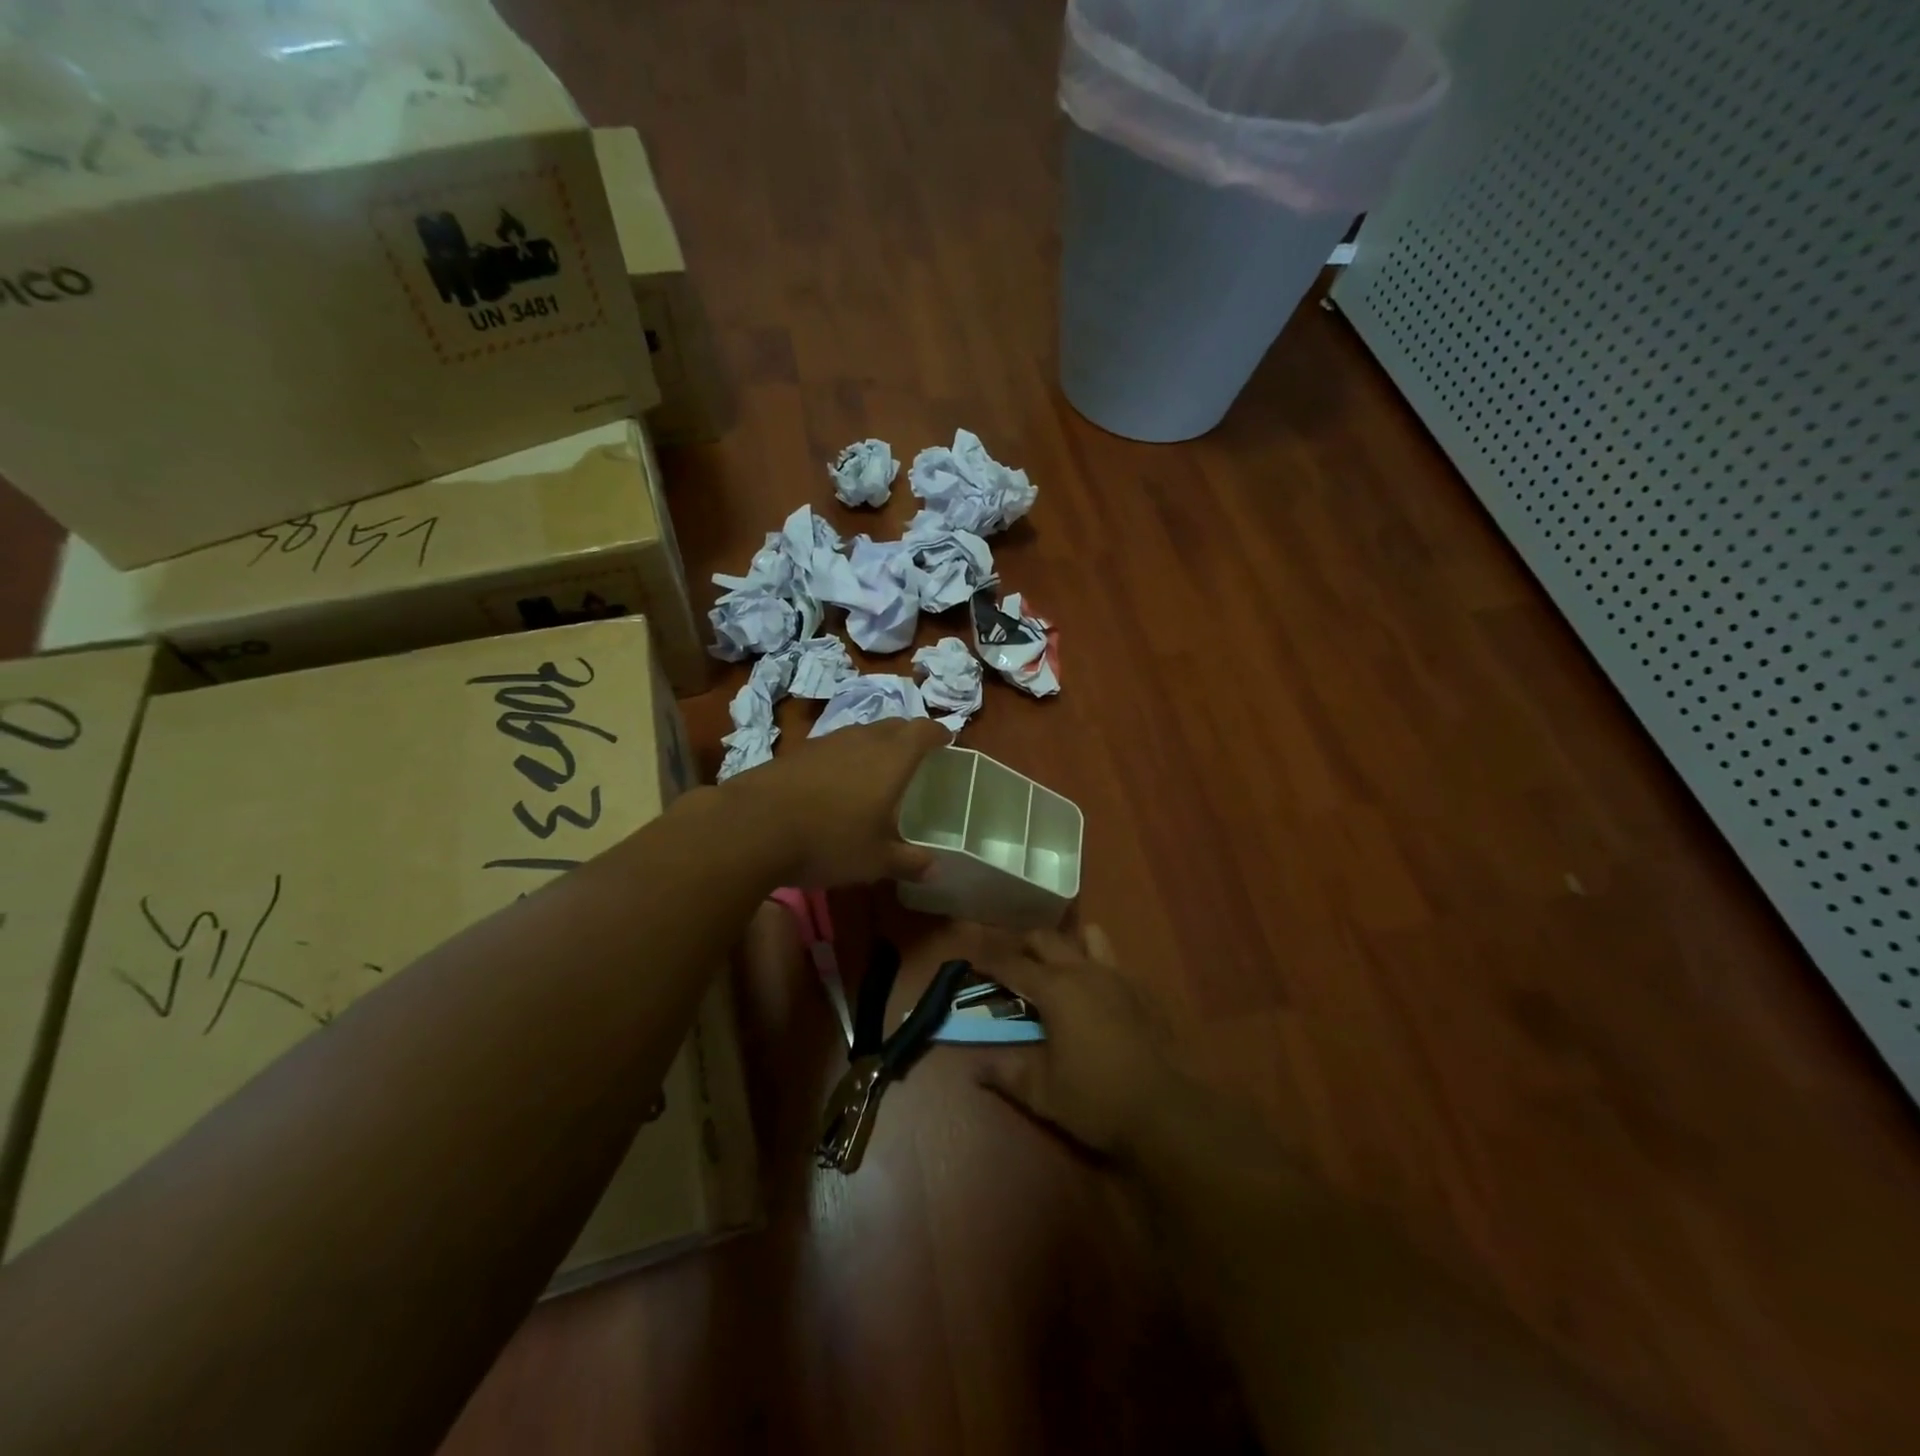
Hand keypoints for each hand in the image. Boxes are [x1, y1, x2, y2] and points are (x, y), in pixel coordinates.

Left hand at [731, 717, 950, 886]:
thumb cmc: (829, 840)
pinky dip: (845, 757)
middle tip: (917, 754)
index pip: (923, 731)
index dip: (938, 733)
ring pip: (861, 733)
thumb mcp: (876, 861)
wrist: (753, 826)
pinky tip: (837, 782)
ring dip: (875, 744)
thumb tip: (935, 870)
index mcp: (892, 758)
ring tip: (878, 768)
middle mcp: (862, 740)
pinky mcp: (797, 752)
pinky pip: (833, 746)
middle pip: (893, 725)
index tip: (947, 739)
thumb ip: (909, 862)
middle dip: (908, 735)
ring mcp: (826, 742)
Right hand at [974, 926, 1182, 1160]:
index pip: (1012, 964)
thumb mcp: (1041, 1092)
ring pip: (1087, 937)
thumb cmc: (1095, 1099)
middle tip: (1011, 964)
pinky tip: (1096, 992)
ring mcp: (1116, 976)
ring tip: (1057, 966)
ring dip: (1067, 945)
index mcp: (1054, 989)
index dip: (989, 960)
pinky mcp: (1141, 989)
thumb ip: (1006, 1072)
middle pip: (1046, 939)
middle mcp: (1083, 971)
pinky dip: (1096, 965)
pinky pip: (1113, 961)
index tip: (972, 959)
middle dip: (1024, 945)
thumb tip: (976, 1067)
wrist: (1164, 1110)